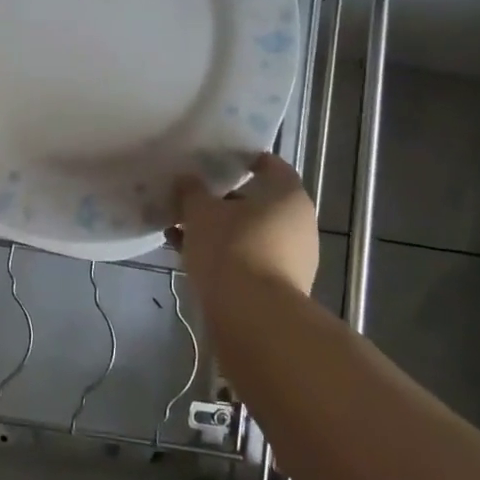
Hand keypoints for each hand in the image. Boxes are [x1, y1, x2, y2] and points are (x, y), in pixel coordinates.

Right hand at [168, 152, 319, 296]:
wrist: (254, 320)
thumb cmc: (231, 249)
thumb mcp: (200, 213)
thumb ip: (192, 192)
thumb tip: (187, 180)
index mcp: (288, 194)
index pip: (269, 165)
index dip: (243, 159)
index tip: (216, 160)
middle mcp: (298, 223)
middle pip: (258, 202)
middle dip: (223, 201)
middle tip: (192, 198)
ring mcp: (293, 258)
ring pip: (249, 233)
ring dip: (219, 231)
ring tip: (181, 230)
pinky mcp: (281, 288)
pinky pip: (247, 260)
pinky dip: (223, 256)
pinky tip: (187, 257)